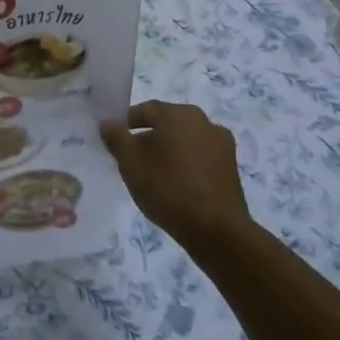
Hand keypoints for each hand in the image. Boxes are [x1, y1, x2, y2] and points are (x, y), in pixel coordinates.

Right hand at [100, 101, 249, 249]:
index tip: (113, 139)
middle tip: (130, 159)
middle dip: (147, 138)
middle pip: (167, 124)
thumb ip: (116, 138)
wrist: (216, 229)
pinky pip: (199, 159)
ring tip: (152, 176)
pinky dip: (185, 166)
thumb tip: (108, 123)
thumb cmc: (167, 187)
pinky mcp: (231, 168)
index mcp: (179, 114)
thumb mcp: (130, 162)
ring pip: (184, 142)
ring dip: (167, 153)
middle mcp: (204, 121)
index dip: (125, 123)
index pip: (145, 110)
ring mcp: (222, 145)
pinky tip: (174, 186)